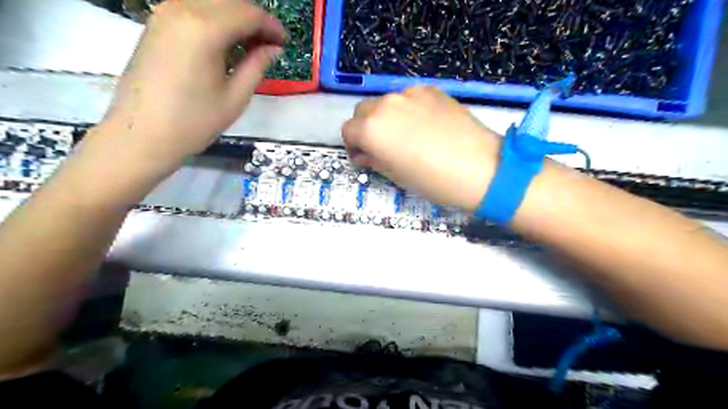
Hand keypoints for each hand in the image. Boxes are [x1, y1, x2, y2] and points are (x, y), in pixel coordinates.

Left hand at [99, 0, 287, 166]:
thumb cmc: (194, 121)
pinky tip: (225, 44)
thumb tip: (274, 48)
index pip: (248, 13)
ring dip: (235, 18)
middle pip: (229, 1)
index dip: (271, 25)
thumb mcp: (235, 97)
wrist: (142, 134)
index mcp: (204, 29)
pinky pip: (193, 9)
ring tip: (250, 46)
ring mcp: (164, 13)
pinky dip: (215, 20)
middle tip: (270, 45)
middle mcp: (182, 9)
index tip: (284, 42)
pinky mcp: (156, 23)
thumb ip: (257, 66)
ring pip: (211, 2)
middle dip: (255, 19)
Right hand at [343, 87, 501, 211]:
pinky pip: (409, 98)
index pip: (348, 130)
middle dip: (366, 128)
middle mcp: (385, 104)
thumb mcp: (396, 175)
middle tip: (382, 146)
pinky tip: (425, 126)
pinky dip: (408, 110)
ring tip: (406, 136)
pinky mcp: (431, 90)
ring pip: (386, 102)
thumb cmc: (432, 180)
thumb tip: (365, 154)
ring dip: (386, 117)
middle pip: (363, 111)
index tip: (364, 155)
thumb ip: (374, 159)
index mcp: (371, 129)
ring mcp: (410, 94)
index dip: (353, 145)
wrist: (479, 167)